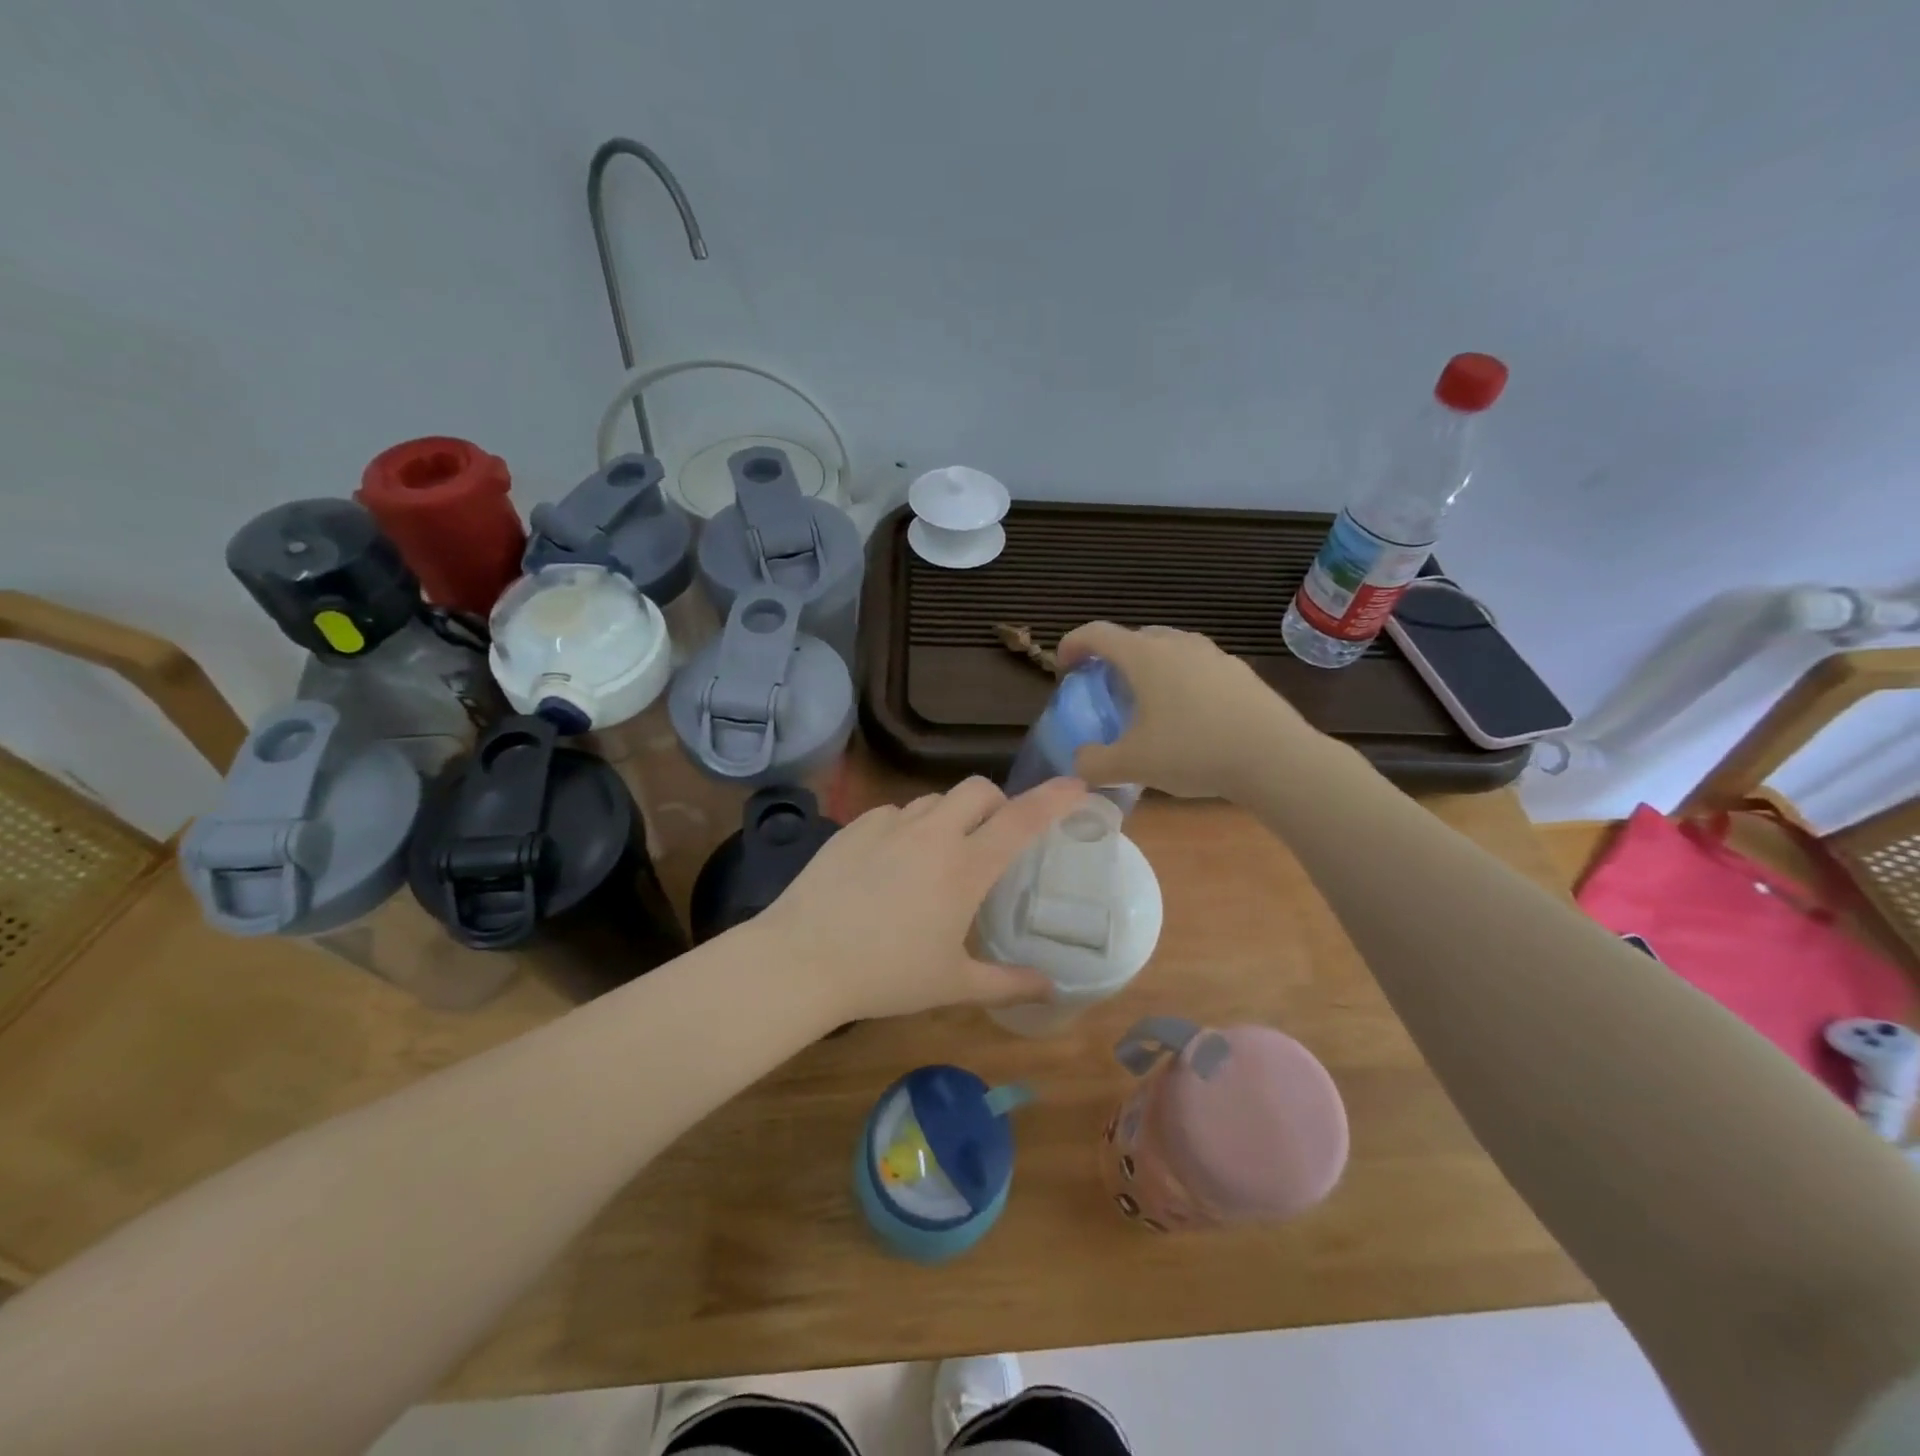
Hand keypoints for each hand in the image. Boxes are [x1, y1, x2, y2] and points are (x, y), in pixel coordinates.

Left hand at [756, 776, 1088, 1022]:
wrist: (802, 959)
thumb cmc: (886, 975)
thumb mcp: (952, 984)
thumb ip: (1007, 984)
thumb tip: (1050, 988)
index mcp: (965, 867)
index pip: (1022, 819)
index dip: (1054, 798)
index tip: (1077, 785)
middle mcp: (933, 833)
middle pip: (979, 789)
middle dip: (996, 803)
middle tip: (992, 838)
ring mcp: (890, 824)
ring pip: (935, 799)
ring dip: (951, 817)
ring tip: (938, 857)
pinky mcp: (855, 826)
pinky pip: (895, 813)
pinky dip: (908, 827)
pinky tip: (892, 863)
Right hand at [1058, 621, 1318, 797]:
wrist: (1275, 758)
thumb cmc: (1194, 751)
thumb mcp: (1133, 765)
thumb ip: (1094, 763)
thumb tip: (1080, 763)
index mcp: (1145, 656)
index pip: (1097, 633)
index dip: (1073, 644)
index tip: (1064, 666)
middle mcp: (1178, 644)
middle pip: (1134, 638)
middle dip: (1113, 658)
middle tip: (1106, 690)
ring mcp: (1214, 655)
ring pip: (1169, 650)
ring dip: (1149, 668)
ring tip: (1147, 703)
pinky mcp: (1240, 672)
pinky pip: (1197, 667)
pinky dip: (1181, 682)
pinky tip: (1189, 717)